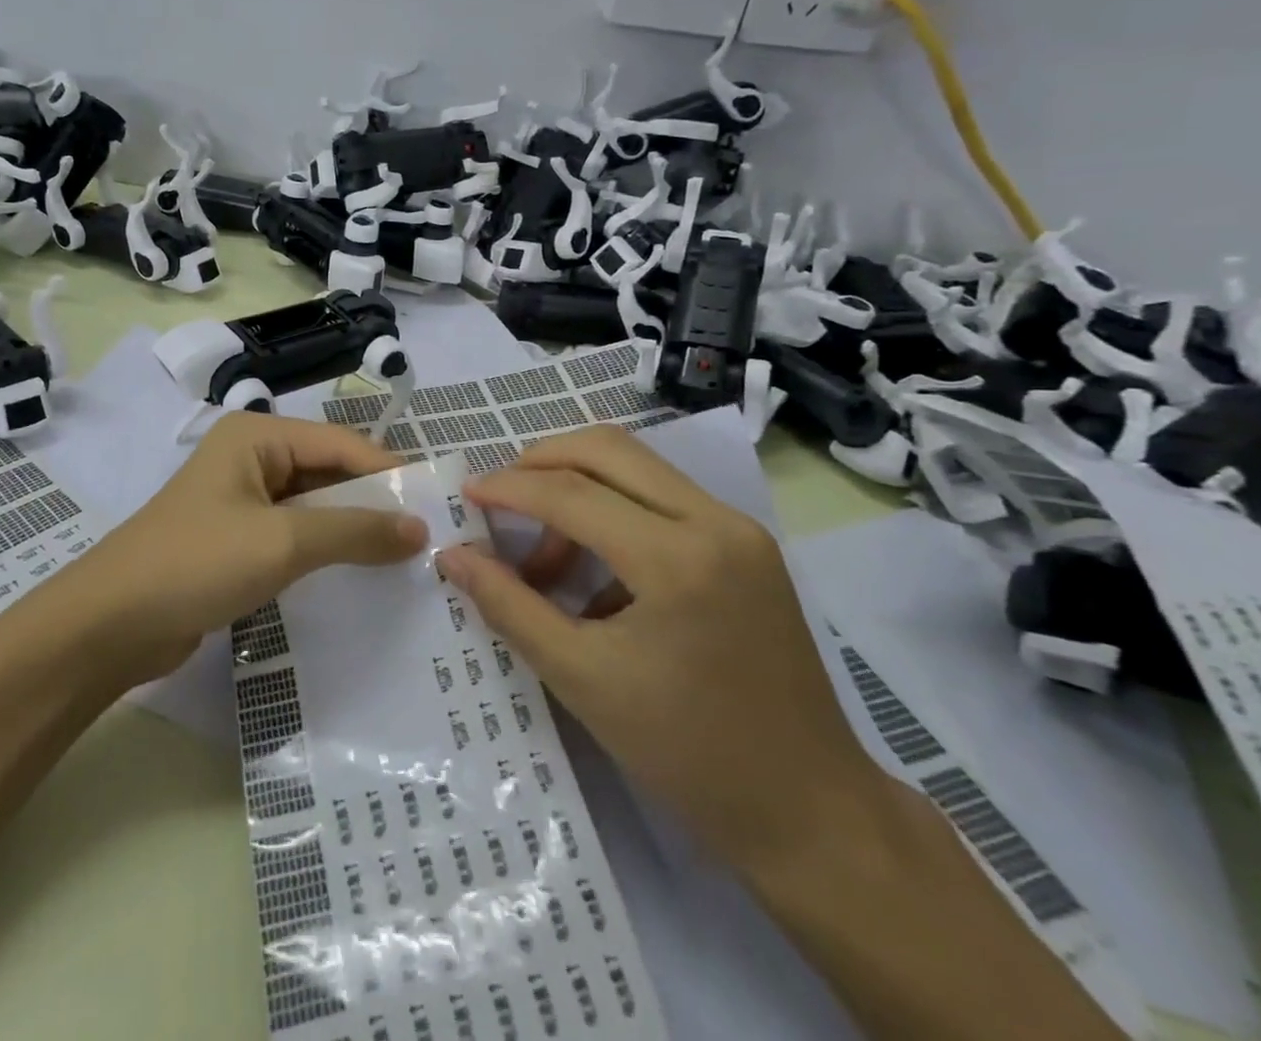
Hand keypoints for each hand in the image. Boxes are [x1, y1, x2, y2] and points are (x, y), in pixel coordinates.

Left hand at [70, 412, 428, 686]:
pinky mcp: (236, 539)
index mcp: (257, 436)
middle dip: (373, 501)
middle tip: (427, 535)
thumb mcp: (282, 542)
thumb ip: (354, 531)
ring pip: (313, 505)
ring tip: (404, 556)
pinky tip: (359, 573)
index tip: (436, 504)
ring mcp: (242, 499)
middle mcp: (251, 457)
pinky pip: (294, 534)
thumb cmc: (197, 562)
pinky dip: (325, 549)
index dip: (389, 471)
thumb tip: (419, 529)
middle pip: (327, 471)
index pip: (340, 443)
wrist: (109, 625)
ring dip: (351, 528)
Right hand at [438, 425, 877, 866]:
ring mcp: (739, 528)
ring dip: (577, 486)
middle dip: (540, 462)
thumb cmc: (687, 752)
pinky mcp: (747, 544)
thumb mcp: (580, 678)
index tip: (465, 493)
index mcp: (677, 559)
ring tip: (545, 555)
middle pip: (607, 449)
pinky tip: (594, 573)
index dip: (508, 488)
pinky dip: (614, 510)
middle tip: (499, 497)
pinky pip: (662, 497)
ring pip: (636, 465)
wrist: (809, 810)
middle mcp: (715, 521)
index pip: (572, 493)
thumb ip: (509, 605)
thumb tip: (451, 555)